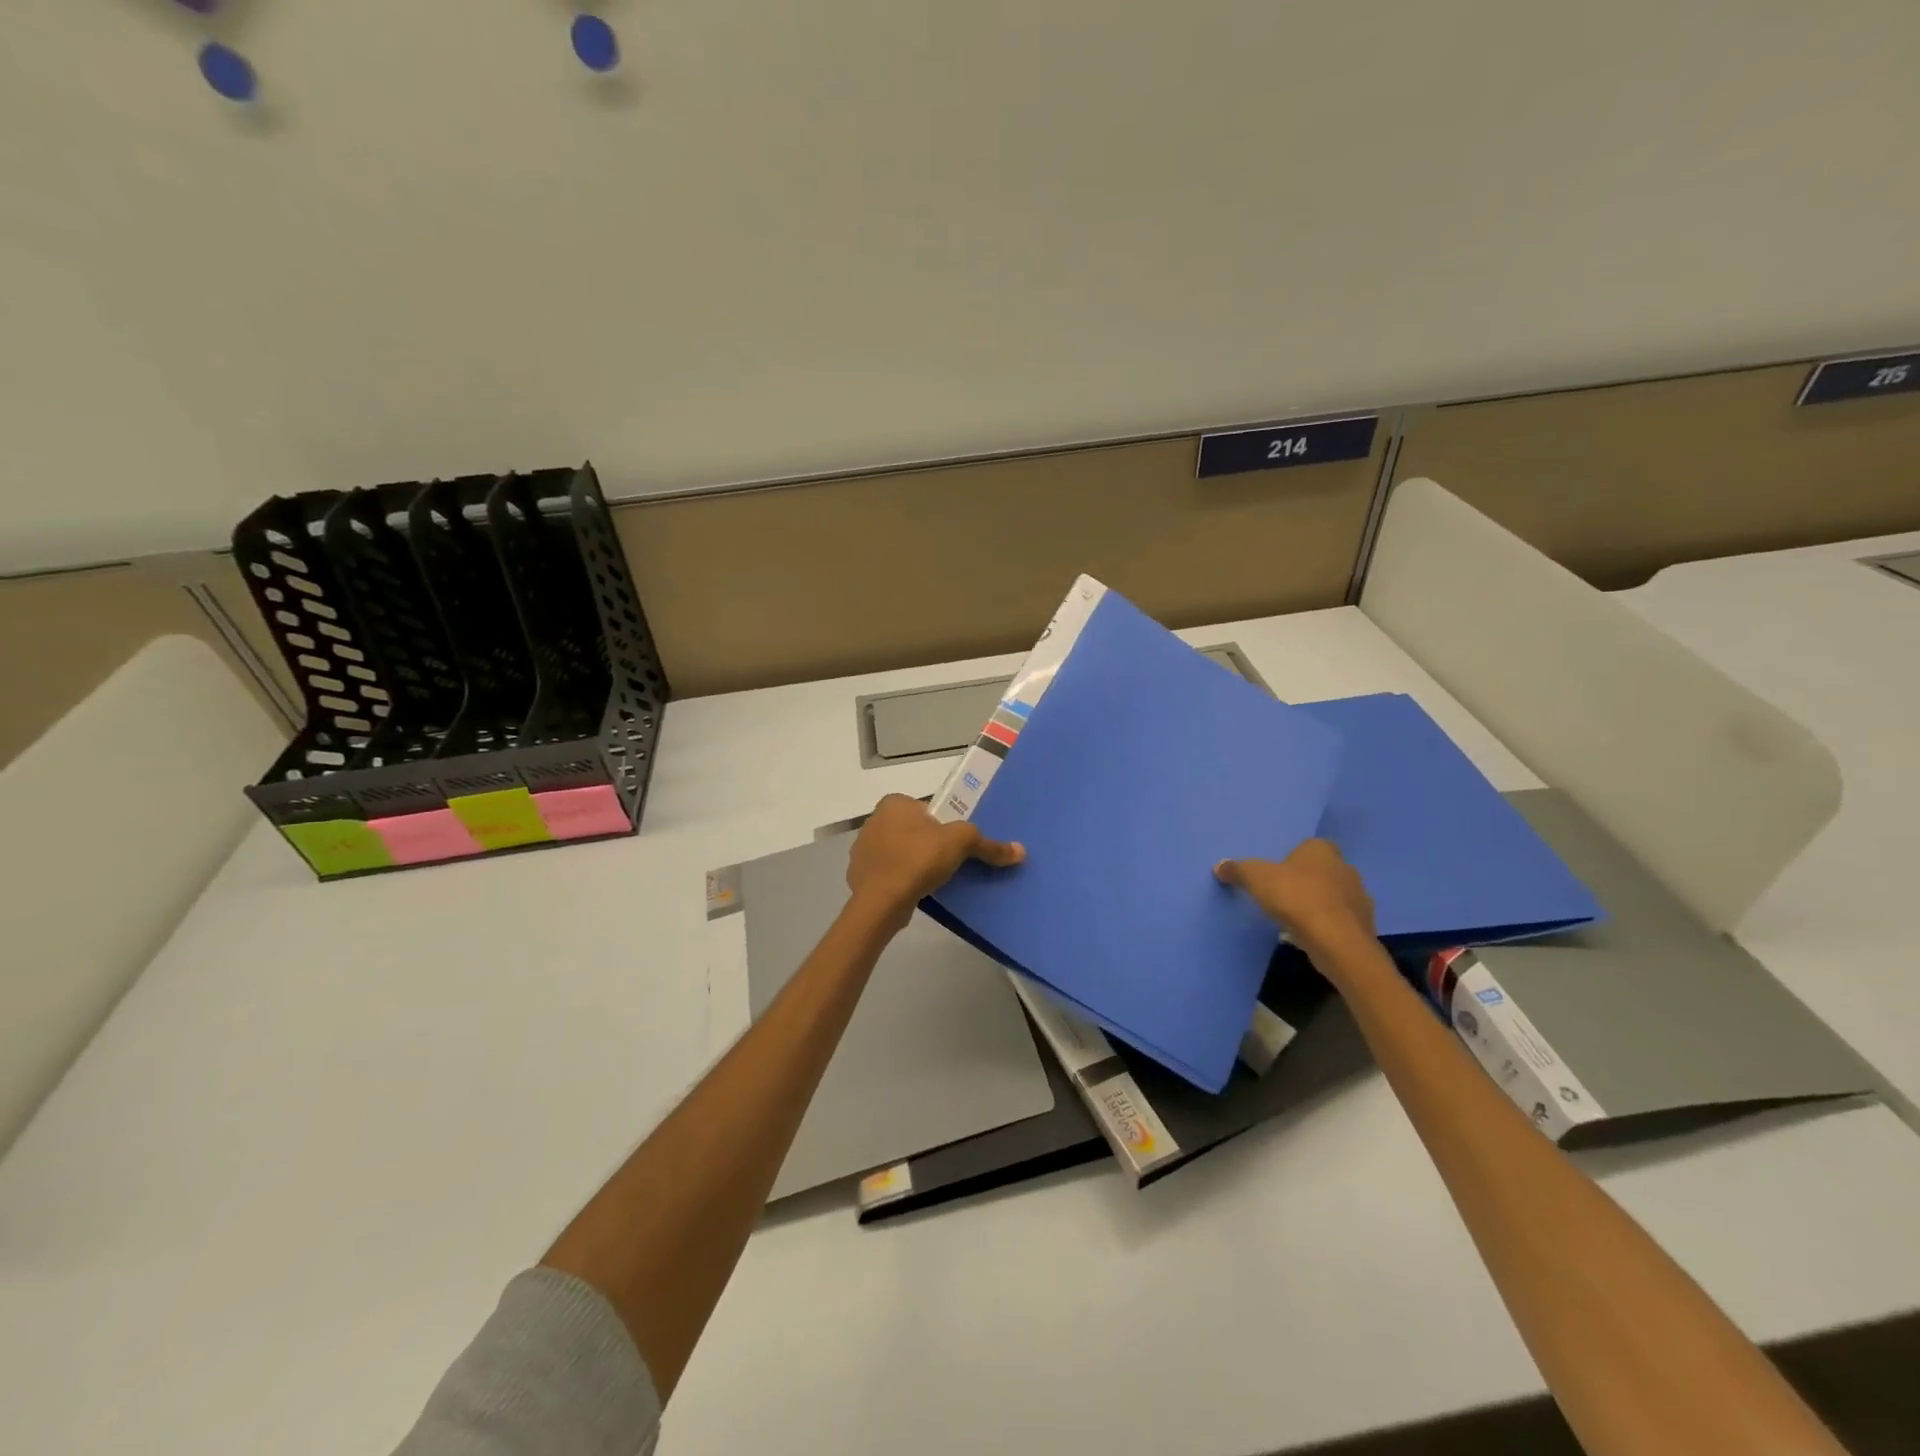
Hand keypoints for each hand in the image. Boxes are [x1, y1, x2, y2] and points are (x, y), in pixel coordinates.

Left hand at [846, 794, 1023, 924]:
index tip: (957, 844)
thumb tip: (1020, 851)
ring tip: (937, 880)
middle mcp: (874, 821)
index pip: (927, 809)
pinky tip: (918, 892)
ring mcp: (864, 850)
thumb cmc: (918, 859)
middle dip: (930, 844)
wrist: (880, 902)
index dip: (945, 824)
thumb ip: (988, 844)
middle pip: (914, 830)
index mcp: (894, 803)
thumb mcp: (961, 843)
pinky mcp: (861, 876)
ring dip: (916, 863)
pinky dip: (903, 881)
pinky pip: (890, 874)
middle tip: (952, 862)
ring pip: (900, 853)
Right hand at [1216, 839, 1374, 958]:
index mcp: (1323, 850)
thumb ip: (1238, 870)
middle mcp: (1346, 868)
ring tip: (1295, 918)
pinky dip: (1327, 926)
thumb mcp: (1256, 878)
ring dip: (1318, 904)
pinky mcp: (1364, 926)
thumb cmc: (1296, 897)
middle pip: (1322, 871)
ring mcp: (1359, 898)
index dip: (1294, 858)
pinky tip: (1310, 935)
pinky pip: (1340, 921)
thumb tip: (1220, 865)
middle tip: (1283, 894)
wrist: (1336, 941)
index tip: (1277, 873)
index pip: (1309, 846)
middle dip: (1306, 881)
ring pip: (1334, 896)